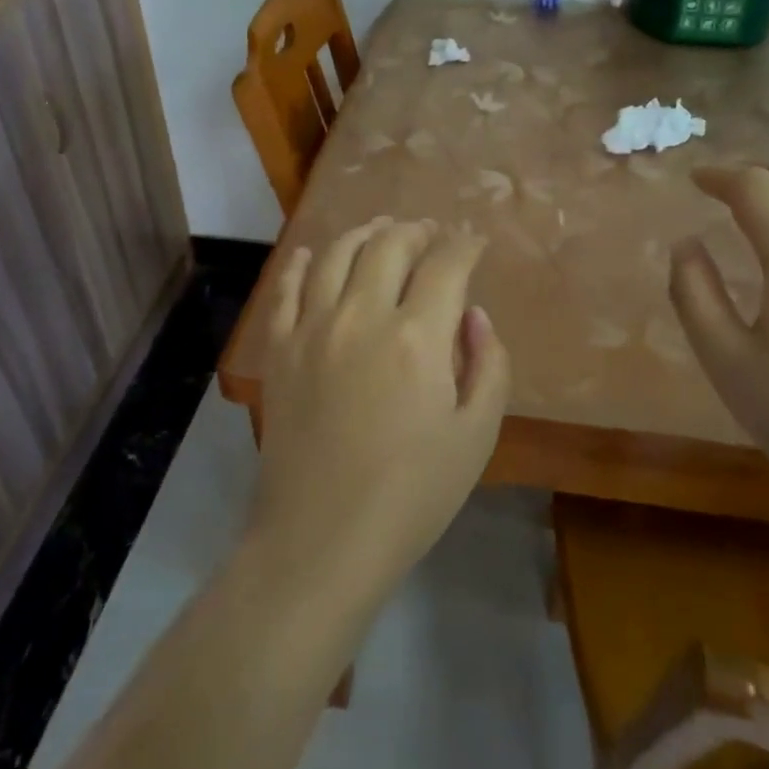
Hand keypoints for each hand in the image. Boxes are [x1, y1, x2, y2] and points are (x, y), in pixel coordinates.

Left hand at [251, 218, 510, 600]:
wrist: (321, 540)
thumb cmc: (412, 495)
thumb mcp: (476, 436)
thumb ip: (488, 366)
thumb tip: (474, 315)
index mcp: (417, 337)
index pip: (446, 265)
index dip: (465, 245)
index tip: (474, 241)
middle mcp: (362, 316)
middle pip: (390, 246)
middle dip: (416, 231)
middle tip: (430, 232)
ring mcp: (312, 328)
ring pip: (338, 255)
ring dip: (365, 233)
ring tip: (381, 229)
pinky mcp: (279, 349)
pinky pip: (286, 288)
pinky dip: (302, 263)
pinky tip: (313, 254)